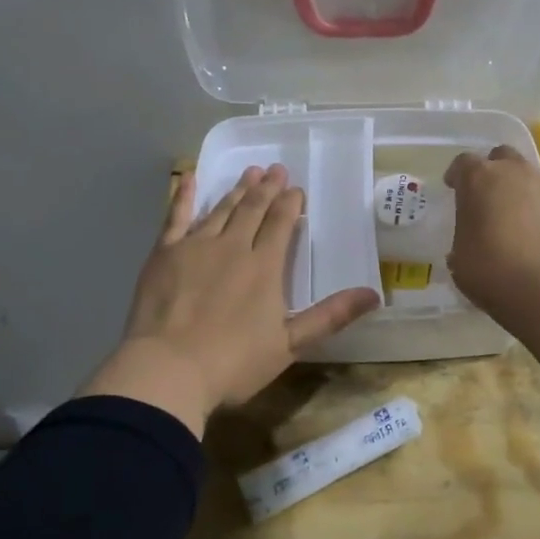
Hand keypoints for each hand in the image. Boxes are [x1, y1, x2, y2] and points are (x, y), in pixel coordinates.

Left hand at [84, 165, 380, 436]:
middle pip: (253, 210)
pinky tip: (190, 178)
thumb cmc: (233, 363)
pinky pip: (176, 217)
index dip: (290, 204)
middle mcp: (233, 246)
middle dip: (267, 189)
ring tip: (249, 173)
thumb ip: (330, 316)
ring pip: (221, 209)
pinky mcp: (165, 253)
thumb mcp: (290, 344)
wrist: (168, 369)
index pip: (281, 224)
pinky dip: (184, 196)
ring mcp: (196, 246)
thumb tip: (375, 294)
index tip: (296, 189)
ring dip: (237, 190)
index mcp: (264, 266)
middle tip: (275, 169)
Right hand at [442, 145, 539, 318]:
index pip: (463, 162)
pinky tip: (531, 236)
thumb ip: (463, 237)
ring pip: (526, 176)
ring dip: (515, 190)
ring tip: (509, 218)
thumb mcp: (459, 257)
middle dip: (492, 170)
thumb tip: (470, 240)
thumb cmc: (490, 268)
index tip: (453, 188)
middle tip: (484, 196)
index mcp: (478, 178)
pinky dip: (535, 210)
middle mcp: (512, 173)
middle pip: (501, 156)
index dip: (457, 175)